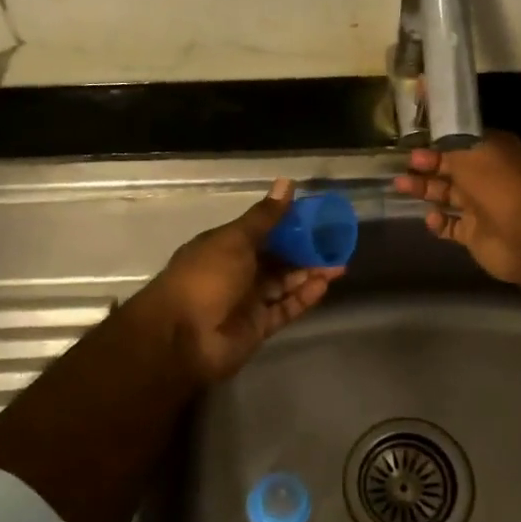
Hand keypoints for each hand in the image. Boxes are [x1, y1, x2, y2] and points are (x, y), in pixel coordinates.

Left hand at [134, 179, 344, 383]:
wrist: (181, 338)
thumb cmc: (205, 278)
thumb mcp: (234, 240)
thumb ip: (264, 218)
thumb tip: (286, 183)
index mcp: (224, 247)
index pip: (262, 232)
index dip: (288, 225)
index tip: (317, 218)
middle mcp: (236, 273)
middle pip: (276, 259)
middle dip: (304, 252)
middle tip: (336, 244)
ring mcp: (247, 302)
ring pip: (284, 284)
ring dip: (309, 274)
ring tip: (339, 265)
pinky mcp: (257, 327)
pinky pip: (284, 309)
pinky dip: (303, 298)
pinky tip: (324, 286)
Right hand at [392, 131, 520, 284]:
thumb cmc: (498, 184)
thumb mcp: (469, 156)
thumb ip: (447, 153)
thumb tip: (432, 151)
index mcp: (495, 154)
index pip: (463, 146)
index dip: (439, 147)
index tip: (414, 148)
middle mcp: (489, 179)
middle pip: (452, 171)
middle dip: (426, 169)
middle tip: (401, 168)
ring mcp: (482, 208)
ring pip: (448, 197)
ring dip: (425, 191)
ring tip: (400, 187)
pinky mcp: (475, 234)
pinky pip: (451, 226)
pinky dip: (438, 223)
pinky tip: (430, 218)